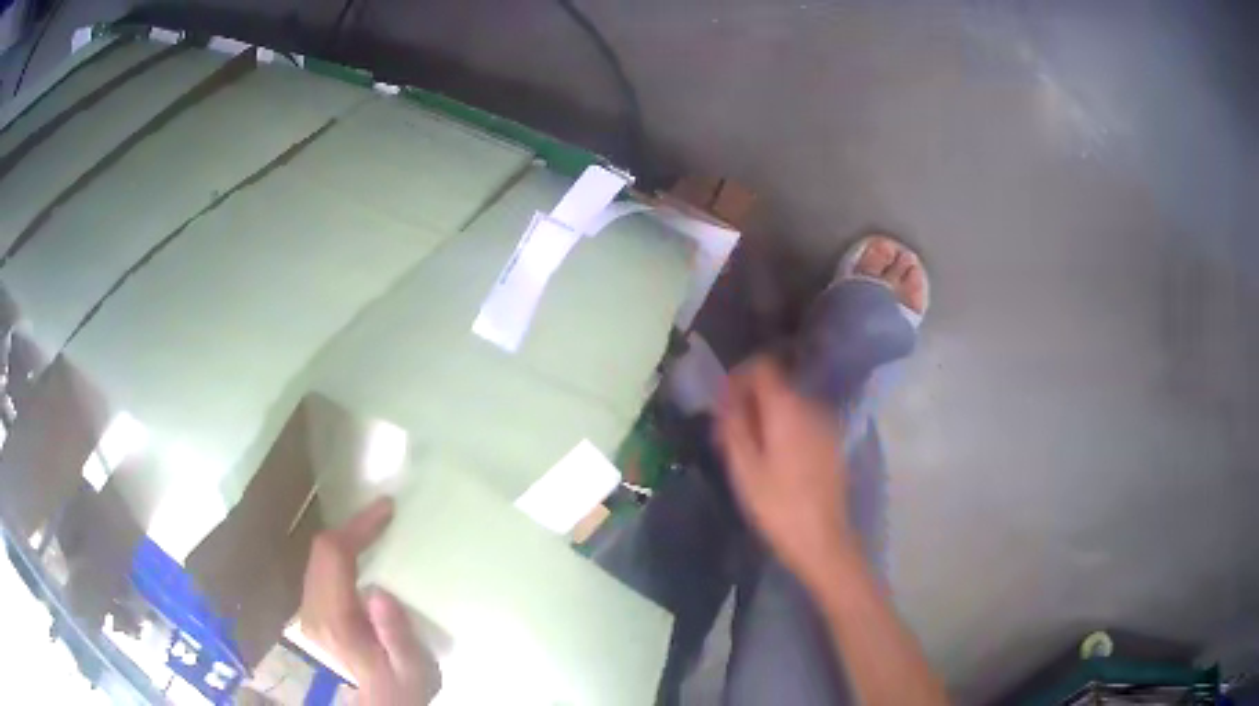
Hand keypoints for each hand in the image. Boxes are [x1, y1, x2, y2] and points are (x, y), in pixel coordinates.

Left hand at [300, 497, 440, 703]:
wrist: (384, 702)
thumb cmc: (404, 684)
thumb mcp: (414, 666)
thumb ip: (397, 633)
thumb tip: (380, 591)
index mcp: (336, 620)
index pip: (335, 556)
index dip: (357, 528)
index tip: (386, 510)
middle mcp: (314, 610)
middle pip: (321, 551)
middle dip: (352, 526)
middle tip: (385, 514)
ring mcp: (309, 609)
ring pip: (317, 555)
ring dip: (345, 536)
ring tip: (377, 526)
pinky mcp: (313, 609)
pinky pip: (321, 566)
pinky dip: (341, 550)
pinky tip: (361, 550)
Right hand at [716, 355, 856, 585]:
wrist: (822, 540)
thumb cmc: (777, 506)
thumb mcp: (744, 468)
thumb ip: (733, 425)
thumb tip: (725, 398)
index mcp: (787, 408)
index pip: (763, 366)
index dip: (739, 376)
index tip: (722, 401)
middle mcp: (811, 407)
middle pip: (777, 385)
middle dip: (750, 400)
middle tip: (729, 432)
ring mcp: (826, 424)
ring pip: (790, 405)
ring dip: (767, 416)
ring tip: (748, 450)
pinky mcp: (833, 443)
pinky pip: (803, 422)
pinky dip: (785, 429)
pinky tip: (774, 460)